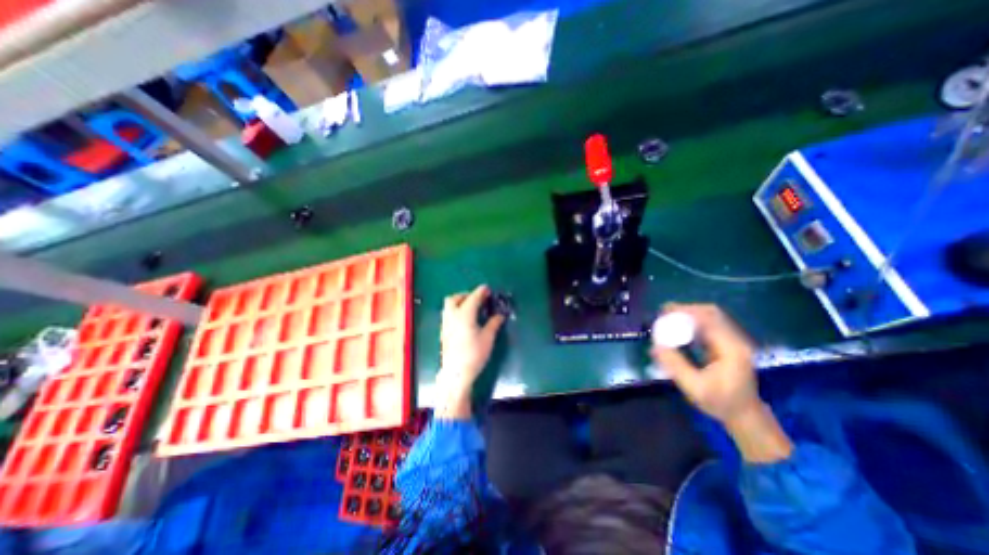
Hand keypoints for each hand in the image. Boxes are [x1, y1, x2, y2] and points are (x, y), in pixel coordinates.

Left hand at [439, 286, 505, 398]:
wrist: (456, 372)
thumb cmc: (474, 354)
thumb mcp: (488, 338)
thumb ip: (494, 323)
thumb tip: (500, 315)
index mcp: (464, 315)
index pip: (473, 298)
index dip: (481, 292)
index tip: (487, 289)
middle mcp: (452, 316)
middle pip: (454, 298)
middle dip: (465, 295)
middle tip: (477, 299)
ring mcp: (445, 324)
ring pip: (448, 306)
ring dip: (459, 302)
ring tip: (471, 308)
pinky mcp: (443, 332)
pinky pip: (448, 314)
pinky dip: (455, 311)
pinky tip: (464, 320)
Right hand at [650, 304, 759, 424]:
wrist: (745, 416)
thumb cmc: (720, 403)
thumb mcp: (695, 388)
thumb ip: (676, 365)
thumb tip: (655, 346)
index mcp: (731, 349)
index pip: (709, 319)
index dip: (685, 312)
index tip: (663, 312)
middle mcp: (735, 340)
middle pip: (711, 313)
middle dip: (685, 310)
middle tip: (663, 313)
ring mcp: (732, 341)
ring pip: (710, 317)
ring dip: (688, 314)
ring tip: (667, 318)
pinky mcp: (727, 344)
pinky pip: (708, 325)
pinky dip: (692, 322)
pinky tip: (678, 328)